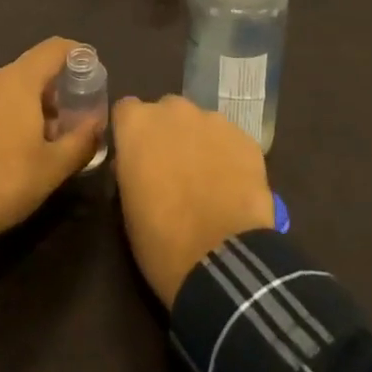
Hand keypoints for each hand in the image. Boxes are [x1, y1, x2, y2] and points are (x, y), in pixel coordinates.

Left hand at [0, 38, 101, 263]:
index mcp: (17, 80)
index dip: (76, 53)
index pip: (53, 48)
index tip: (91, 69)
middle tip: (67, 120)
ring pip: (6, 90)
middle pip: (30, 71)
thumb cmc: (2, 182)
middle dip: (52, 91)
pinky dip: (2, 117)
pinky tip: (6, 151)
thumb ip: (81, 140)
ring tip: (38, 141)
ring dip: (26, 107)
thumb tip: (98, 124)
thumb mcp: (53, 168)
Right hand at [112, 94, 275, 306]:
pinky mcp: (245, 138)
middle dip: (166, 134)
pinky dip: (228, 157)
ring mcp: (213, 120)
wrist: (222, 260)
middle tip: (171, 171)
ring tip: (206, 182)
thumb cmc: (162, 241)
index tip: (134, 157)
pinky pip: (230, 141)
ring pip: (200, 124)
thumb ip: (130, 172)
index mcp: (138, 124)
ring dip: (198, 144)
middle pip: (166, 112)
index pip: (126, 111)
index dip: (130, 134)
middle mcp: (174, 110)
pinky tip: (232, 188)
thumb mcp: (128, 209)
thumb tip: (135, 165)